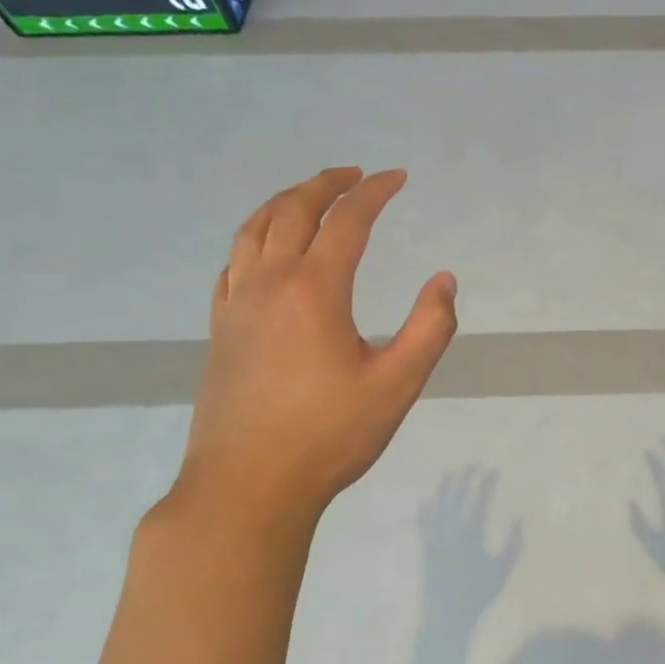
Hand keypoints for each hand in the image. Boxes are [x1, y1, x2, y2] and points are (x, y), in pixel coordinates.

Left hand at [173, 167, 456, 533]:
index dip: (375, 192)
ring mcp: (237, 305)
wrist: (246, 488)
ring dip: (285, 202)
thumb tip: (444, 280)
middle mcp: (269, 283)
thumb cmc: (329, 436)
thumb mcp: (398, 385)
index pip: (348, 221)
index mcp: (315, 290)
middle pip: (293, 210)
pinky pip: (232, 263)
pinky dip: (254, 238)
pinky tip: (266, 250)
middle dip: (327, 183)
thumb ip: (430, 328)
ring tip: (311, 196)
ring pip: (253, 230)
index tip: (398, 177)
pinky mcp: (220, 329)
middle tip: (356, 175)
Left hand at [420, 467, 523, 630]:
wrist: (446, 617)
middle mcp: (451, 530)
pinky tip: (425, 500)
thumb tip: (521, 516)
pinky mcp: (427, 549)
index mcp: (471, 533)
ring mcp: (436, 538)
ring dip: (445, 487)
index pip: (479, 499)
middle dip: (466, 477)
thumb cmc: (478, 594)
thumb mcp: (502, 568)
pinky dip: (425, 511)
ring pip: (439, 505)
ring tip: (451, 472)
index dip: (486, 483)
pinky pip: (424, 524)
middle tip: (474, 465)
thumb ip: (513, 541)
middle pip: (457, 496)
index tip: (493, 470)